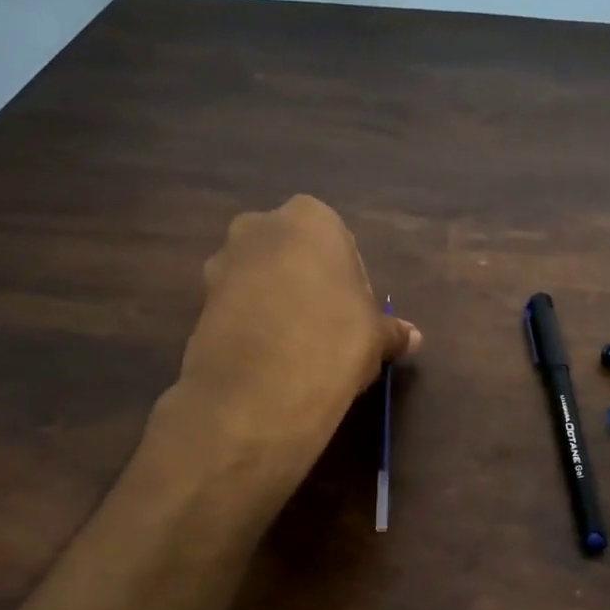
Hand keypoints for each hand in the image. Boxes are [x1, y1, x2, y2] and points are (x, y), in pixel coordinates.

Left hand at [172, 196, 418, 463]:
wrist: (260, 390)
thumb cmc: (333, 341)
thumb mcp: (375, 337)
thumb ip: (391, 331)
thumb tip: (412, 338)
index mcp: (309, 219)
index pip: (337, 242)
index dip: (347, 280)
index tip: (353, 315)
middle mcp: (258, 227)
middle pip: (291, 254)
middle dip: (305, 283)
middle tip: (324, 328)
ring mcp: (221, 263)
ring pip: (258, 278)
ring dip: (274, 303)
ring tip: (293, 348)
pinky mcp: (197, 302)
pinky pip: (235, 307)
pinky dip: (250, 325)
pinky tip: (267, 360)